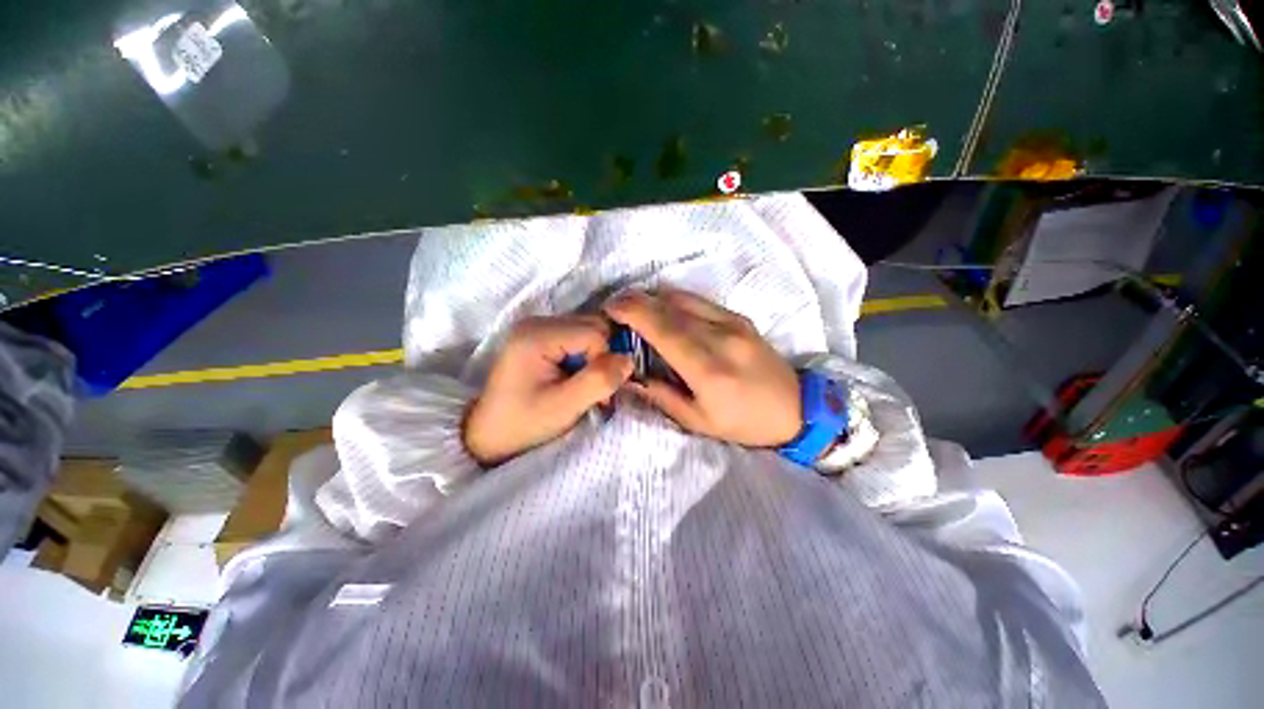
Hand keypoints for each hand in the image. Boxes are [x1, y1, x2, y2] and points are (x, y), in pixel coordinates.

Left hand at [463, 315, 632, 465]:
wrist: (488, 435)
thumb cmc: (523, 425)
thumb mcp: (564, 407)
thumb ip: (599, 380)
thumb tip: (629, 359)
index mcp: (537, 335)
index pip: (594, 333)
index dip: (604, 361)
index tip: (598, 393)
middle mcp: (537, 322)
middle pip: (593, 326)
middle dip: (603, 357)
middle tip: (595, 390)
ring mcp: (538, 327)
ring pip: (590, 331)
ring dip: (596, 358)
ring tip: (584, 385)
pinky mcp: (541, 337)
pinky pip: (579, 338)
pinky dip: (586, 357)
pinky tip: (576, 377)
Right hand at [604, 289, 801, 446]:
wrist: (797, 408)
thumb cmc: (744, 423)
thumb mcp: (697, 421)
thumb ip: (659, 395)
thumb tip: (628, 375)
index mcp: (708, 368)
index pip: (663, 327)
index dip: (632, 312)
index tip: (609, 309)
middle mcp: (720, 337)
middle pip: (669, 306)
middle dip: (635, 301)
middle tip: (615, 308)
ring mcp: (732, 322)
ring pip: (682, 297)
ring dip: (653, 298)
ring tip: (635, 309)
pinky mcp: (739, 317)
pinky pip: (699, 300)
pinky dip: (673, 300)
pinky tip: (663, 310)